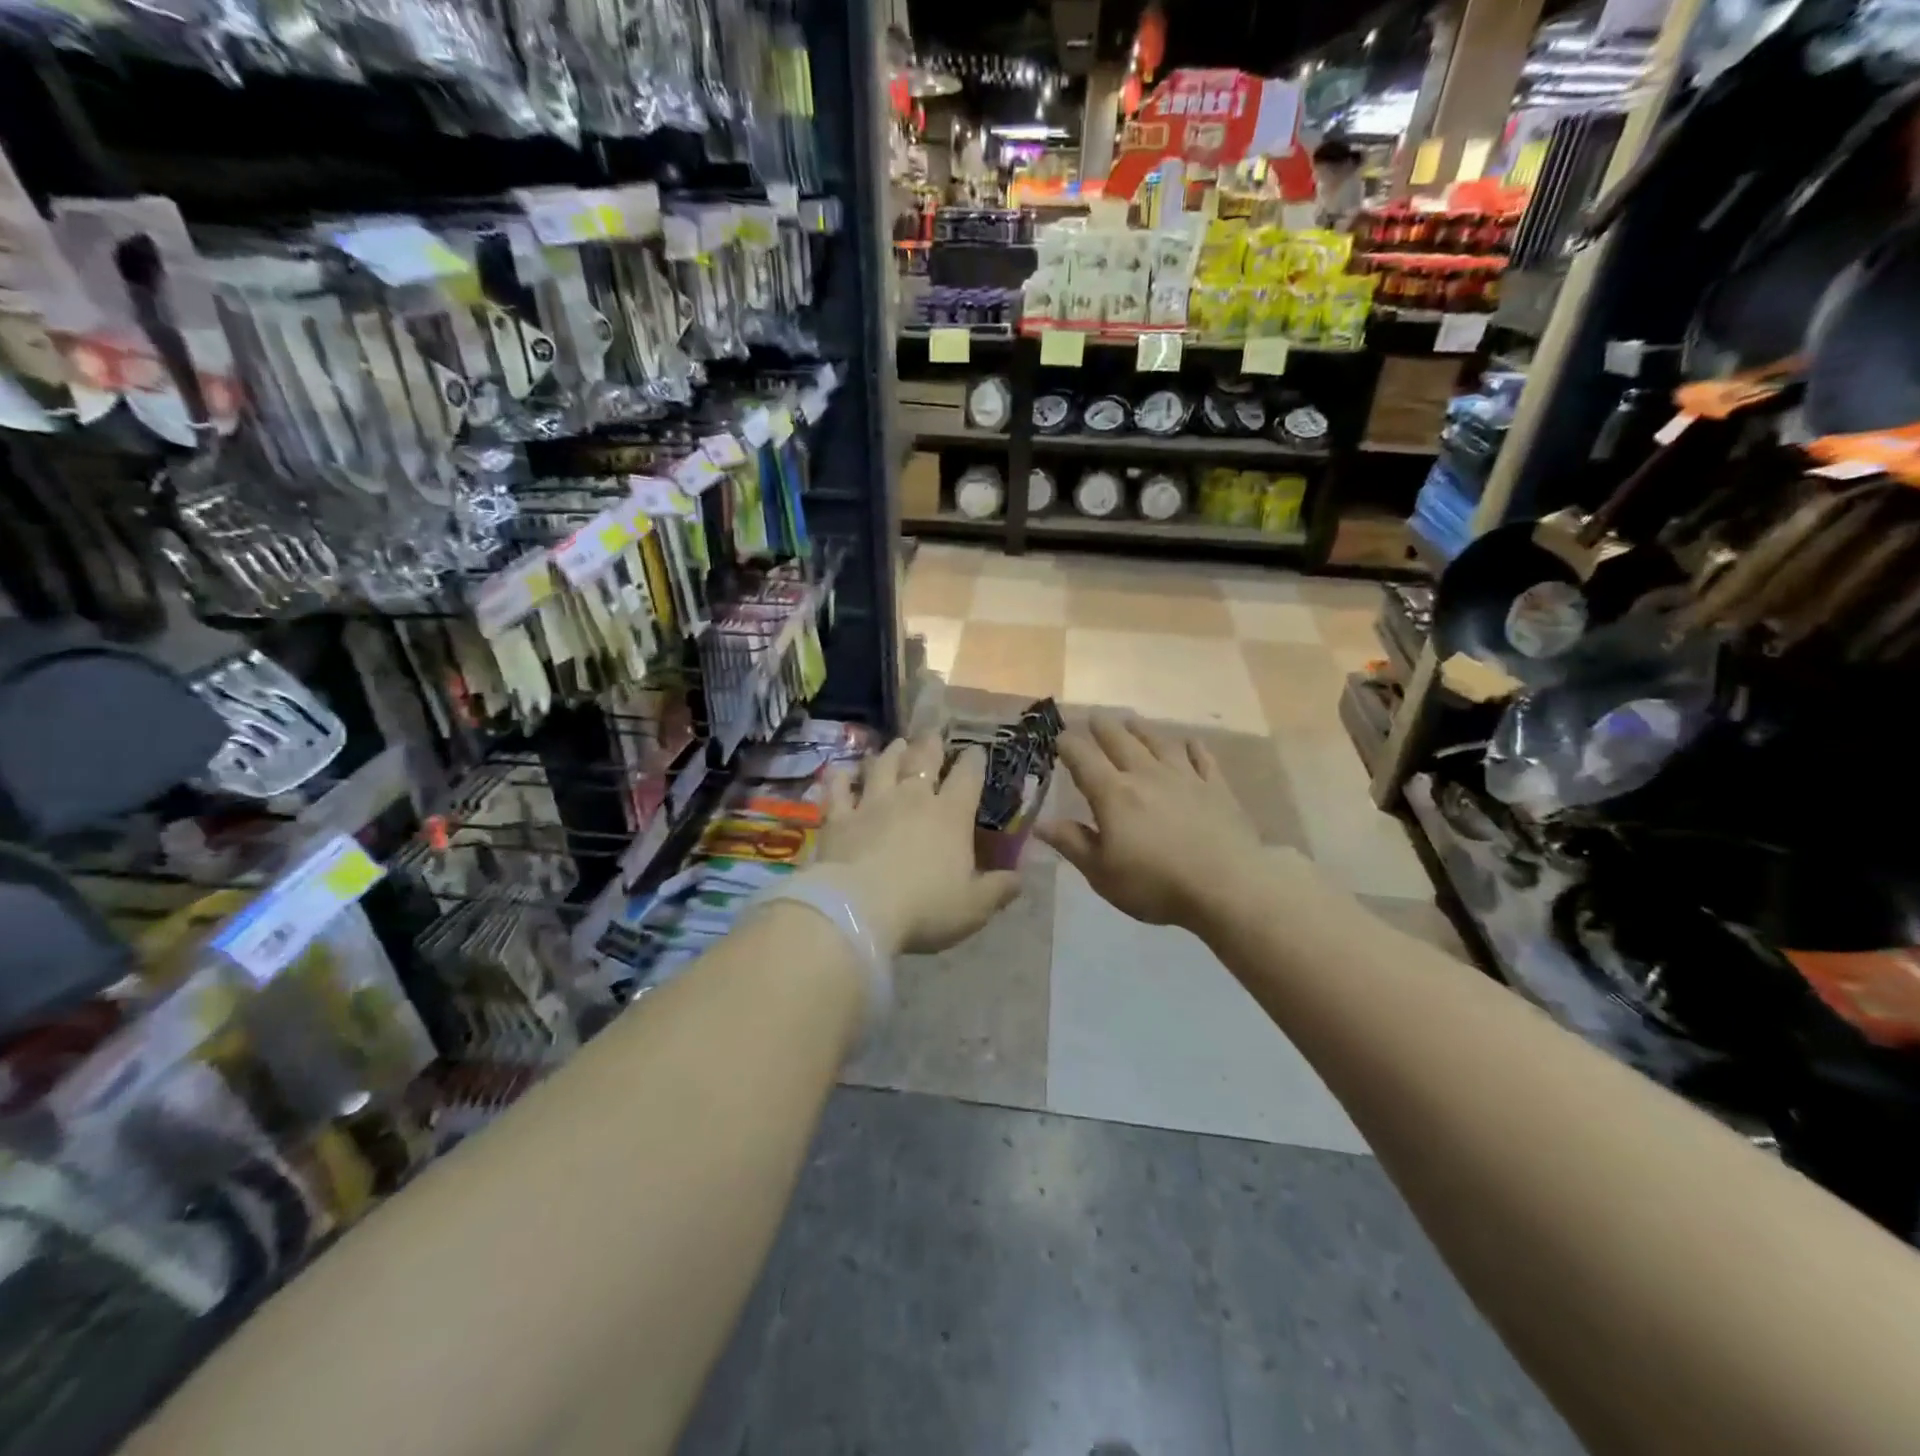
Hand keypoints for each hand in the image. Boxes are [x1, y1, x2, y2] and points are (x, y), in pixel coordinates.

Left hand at [813, 735, 1020, 955]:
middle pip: (923, 761)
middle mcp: (912, 799)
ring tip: (896, 743)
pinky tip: (840, 772)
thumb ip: (999, 889)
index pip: (967, 777)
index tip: (977, 751)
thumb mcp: (974, 907)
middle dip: (931, 745)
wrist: (859, 911)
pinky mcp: (839, 818)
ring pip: (882, 767)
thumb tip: (1020, 878)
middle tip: (933, 734)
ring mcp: (872, 804)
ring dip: (890, 753)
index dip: (974, 761)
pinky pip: (839, 791)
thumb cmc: (925, 908)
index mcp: (950, 815)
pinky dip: (840, 779)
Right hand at [1036, 714, 1260, 929]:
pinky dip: (1193, 747)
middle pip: (1121, 742)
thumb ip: (1072, 843)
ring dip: (1142, 730)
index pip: (1084, 760)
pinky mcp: (1216, 788)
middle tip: (1095, 717)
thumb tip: (1040, 823)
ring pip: (1159, 743)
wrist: (1226, 888)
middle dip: (1104, 728)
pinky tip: (1190, 742)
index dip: (1069, 746)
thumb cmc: (1155, 885)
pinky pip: (1202, 758)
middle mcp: (1146, 776)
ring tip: (1132, 720)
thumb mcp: (1102, 873)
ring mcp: (1185, 778)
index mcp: (1113, 795)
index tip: (1059, 737)